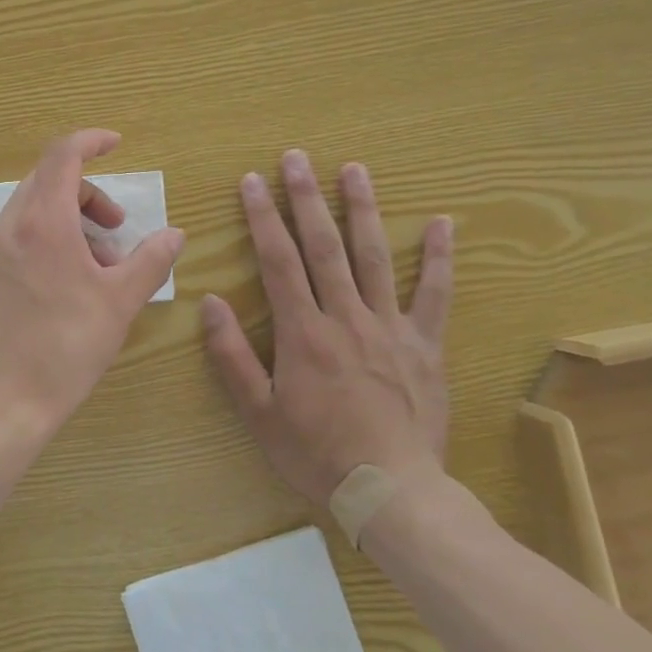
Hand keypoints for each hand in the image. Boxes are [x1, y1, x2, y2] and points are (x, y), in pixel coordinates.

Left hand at [0, 129, 184, 436]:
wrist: (1, 402)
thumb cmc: (66, 347)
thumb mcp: (120, 302)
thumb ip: (151, 260)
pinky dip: (45, 241)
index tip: (116, 145)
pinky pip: (16, 238)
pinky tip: (64, 286)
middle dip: (89, 195)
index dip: (91, 141)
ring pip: (32, 212)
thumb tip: (174, 234)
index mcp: (43, 221)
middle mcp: (9, 225)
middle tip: (117, 230)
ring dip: (69, 222)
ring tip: (97, 268)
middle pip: (48, 182)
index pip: (63, 154)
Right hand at [202, 149, 453, 510]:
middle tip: (297, 158)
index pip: (278, 261)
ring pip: (373, 257)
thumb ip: (232, 356)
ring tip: (354, 169)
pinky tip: (441, 223)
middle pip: (323, 246)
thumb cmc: (316, 454)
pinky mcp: (424, 345)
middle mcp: (345, 317)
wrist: (392, 493)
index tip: (251, 181)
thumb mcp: (259, 413)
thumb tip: (210, 302)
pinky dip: (438, 258)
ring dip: (361, 209)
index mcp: (303, 333)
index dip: (262, 217)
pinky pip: (434, 295)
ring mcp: (389, 327)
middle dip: (305, 198)